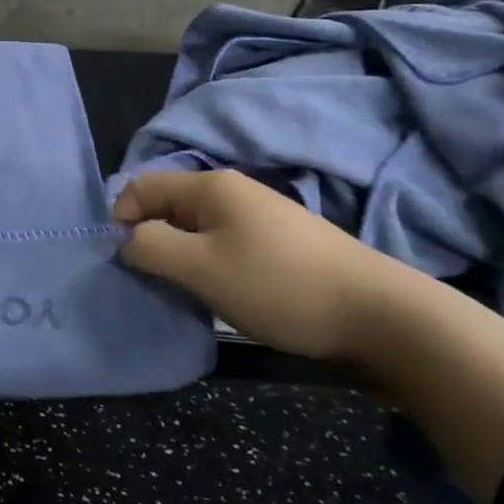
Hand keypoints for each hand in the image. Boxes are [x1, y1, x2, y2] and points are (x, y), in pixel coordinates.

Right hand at [113, 169, 391, 360]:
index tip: (126, 261)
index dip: (120, 219)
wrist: (382, 317)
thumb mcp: (200, 268)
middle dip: (151, 241)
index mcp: (210, 186)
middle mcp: (233, 192)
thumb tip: (127, 240)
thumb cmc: (279, 286)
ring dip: (182, 259)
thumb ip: (149, 247)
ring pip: (196, 230)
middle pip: (168, 207)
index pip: (140, 186)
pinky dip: (211, 267)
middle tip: (155, 283)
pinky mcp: (281, 244)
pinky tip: (225, 296)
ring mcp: (261, 217)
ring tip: (188, 294)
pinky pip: (224, 245)